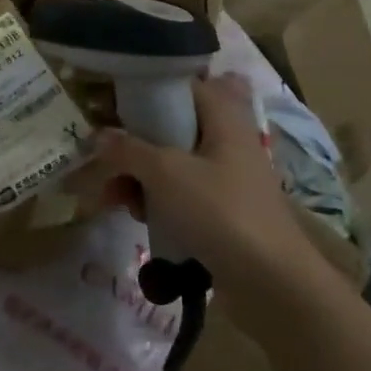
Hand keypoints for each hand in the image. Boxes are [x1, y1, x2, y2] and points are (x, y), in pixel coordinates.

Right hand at [69, 73, 299, 275]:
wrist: (272, 284)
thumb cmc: (220, 212)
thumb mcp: (166, 173)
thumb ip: (128, 149)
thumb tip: (98, 136)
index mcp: (222, 118)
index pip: (180, 86)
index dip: (144, 92)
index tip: (110, 108)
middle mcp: (226, 141)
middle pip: (168, 129)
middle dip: (131, 148)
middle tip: (104, 166)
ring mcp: (225, 179)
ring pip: (170, 164)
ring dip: (138, 178)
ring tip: (114, 201)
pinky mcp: (222, 212)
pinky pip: (180, 195)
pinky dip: (157, 202)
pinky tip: (140, 219)